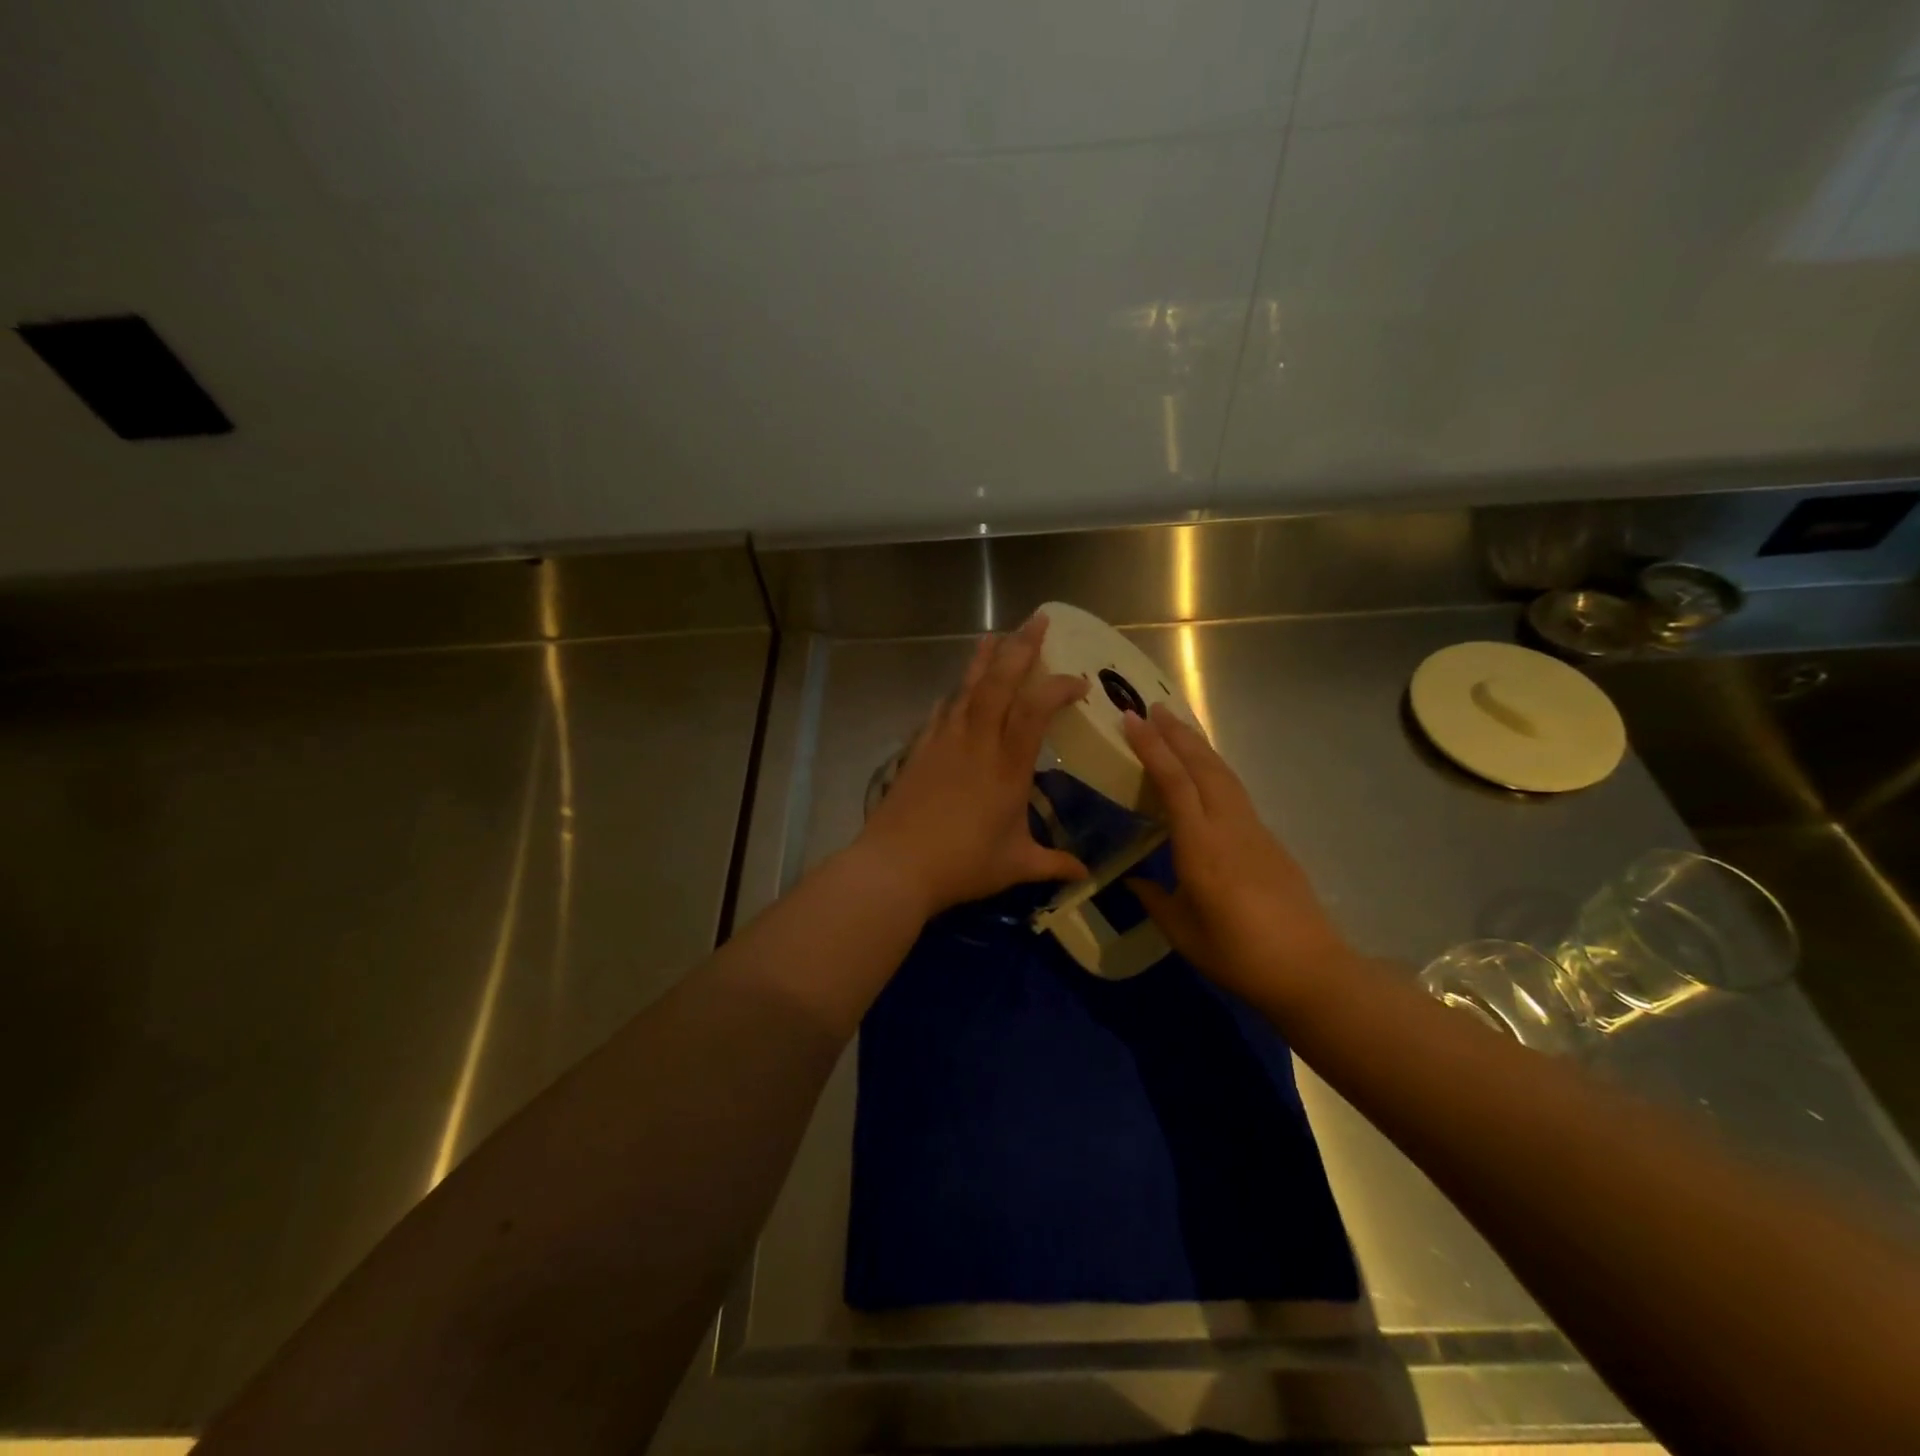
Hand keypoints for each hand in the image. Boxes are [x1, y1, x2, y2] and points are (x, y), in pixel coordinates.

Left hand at [857, 613, 1090, 918]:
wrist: (895, 866)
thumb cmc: (961, 865)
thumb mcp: (1015, 866)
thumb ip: (1053, 864)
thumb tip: (1085, 875)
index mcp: (1007, 767)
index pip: (1035, 709)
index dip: (1058, 687)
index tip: (1079, 683)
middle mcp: (976, 743)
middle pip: (999, 682)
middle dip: (1020, 647)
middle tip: (1037, 620)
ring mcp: (943, 742)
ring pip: (966, 688)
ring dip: (983, 659)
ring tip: (994, 635)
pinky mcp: (919, 750)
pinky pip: (940, 711)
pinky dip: (953, 695)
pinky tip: (954, 691)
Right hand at [1122, 703, 1355, 1007]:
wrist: (1310, 970)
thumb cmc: (1238, 955)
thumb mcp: (1183, 932)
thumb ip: (1155, 900)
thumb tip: (1133, 882)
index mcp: (1201, 847)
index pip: (1174, 783)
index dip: (1152, 748)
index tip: (1131, 720)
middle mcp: (1229, 827)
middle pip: (1203, 766)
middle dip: (1177, 734)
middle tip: (1152, 708)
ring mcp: (1254, 830)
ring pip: (1224, 774)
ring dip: (1199, 746)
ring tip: (1178, 727)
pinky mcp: (1269, 840)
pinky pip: (1235, 792)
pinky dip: (1215, 770)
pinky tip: (1206, 774)